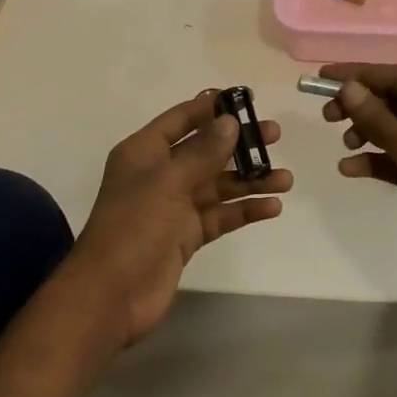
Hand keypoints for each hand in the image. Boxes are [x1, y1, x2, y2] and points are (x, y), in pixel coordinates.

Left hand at [72, 90, 292, 345]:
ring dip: (250, 180)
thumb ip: (203, 151)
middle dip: (240, 144)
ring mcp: (174, 206)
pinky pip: (221, 215)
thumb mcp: (168, 181)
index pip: (182, 118)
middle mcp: (161, 174)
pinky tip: (272, 207)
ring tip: (285, 179)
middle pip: (206, 150)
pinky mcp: (187, 236)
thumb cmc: (133, 226)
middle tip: (275, 136)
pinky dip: (244, 210)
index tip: (246, 100)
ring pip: (219, 184)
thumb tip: (231, 121)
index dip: (211, 107)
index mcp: (145, 152)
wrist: (110, 296)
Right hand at [321, 63, 396, 292]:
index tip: (323, 76)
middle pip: (394, 101)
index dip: (359, 75)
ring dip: (367, 133)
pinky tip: (349, 168)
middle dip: (361, 106)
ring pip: (394, 129)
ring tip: (346, 144)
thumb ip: (378, 118)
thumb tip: (348, 88)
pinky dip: (375, 160)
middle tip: (327, 116)